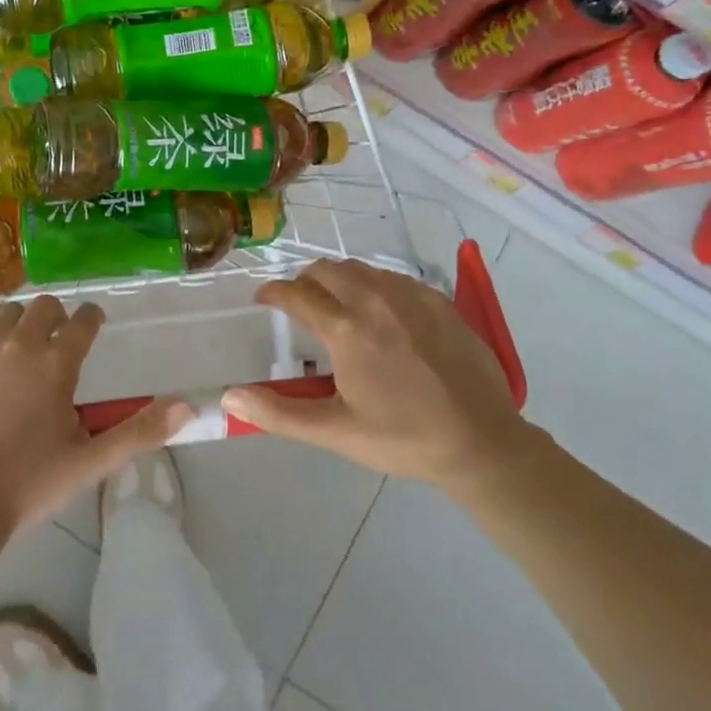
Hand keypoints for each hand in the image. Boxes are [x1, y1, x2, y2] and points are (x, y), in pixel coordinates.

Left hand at [0, 296, 190, 531]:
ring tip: (20, 340)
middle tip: (56, 338)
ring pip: (7, 309)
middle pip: (44, 307)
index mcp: (56, 364)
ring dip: (20, 320)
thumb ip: (139, 432)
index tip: (93, 322)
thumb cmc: (26, 484)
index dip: (92, 317)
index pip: (83, 321)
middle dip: (56, 317)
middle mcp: (20, 342)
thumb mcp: (89, 462)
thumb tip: (187, 407)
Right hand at [223, 259, 535, 498]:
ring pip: (360, 269)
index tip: (263, 300)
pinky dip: (374, 286)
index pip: (295, 294)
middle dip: (304, 281)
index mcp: (345, 328)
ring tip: (337, 306)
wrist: (481, 441)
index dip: (272, 293)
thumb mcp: (335, 431)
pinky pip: (393, 278)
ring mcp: (409, 295)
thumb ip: (279, 412)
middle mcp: (373, 299)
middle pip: (325, 270)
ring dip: (339, 280)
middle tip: (300, 304)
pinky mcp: (437, 300)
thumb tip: (229, 396)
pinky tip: (381, 313)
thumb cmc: (402, 438)